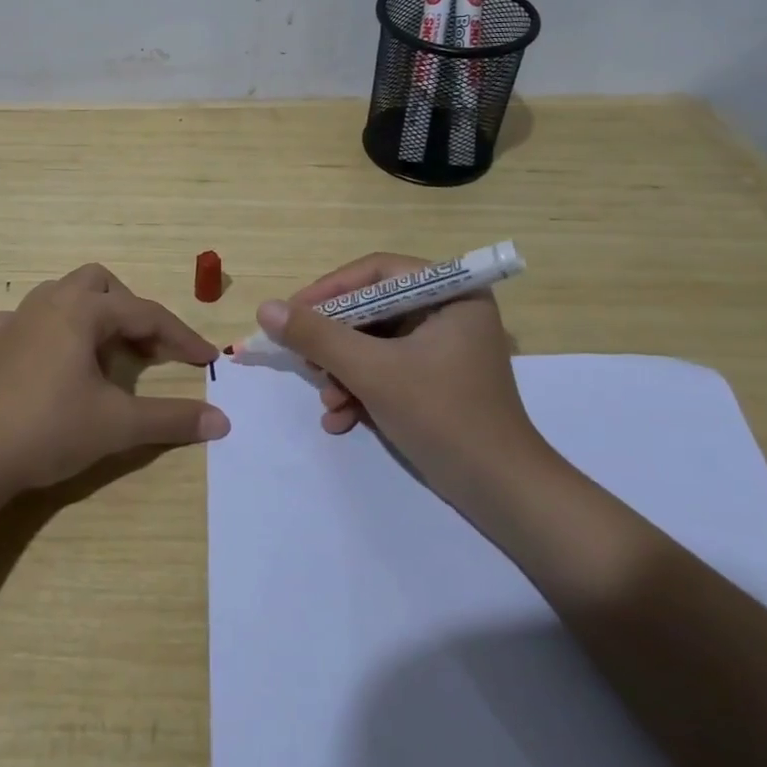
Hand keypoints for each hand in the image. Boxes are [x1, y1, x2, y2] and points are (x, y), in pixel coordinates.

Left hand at [0, 263, 225, 496]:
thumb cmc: (48, 429)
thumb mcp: (117, 425)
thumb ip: (171, 418)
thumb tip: (222, 421)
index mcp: (82, 310)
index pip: (146, 314)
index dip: (182, 337)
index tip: (208, 360)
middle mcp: (48, 302)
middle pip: (100, 284)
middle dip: (130, 310)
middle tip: (147, 350)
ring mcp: (14, 321)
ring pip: (62, 295)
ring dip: (91, 315)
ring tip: (103, 354)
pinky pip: (25, 321)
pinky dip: (48, 331)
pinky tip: (49, 359)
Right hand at [256, 253, 550, 498]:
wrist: (501, 493)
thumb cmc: (443, 417)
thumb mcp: (372, 372)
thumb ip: (317, 336)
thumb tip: (265, 308)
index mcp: (451, 293)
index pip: (376, 273)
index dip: (329, 290)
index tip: (291, 313)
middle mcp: (449, 311)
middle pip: (372, 310)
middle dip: (335, 343)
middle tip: (306, 363)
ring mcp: (444, 347)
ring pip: (374, 343)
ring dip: (344, 372)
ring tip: (329, 402)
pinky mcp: (436, 378)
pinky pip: (387, 368)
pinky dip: (362, 389)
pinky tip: (341, 419)